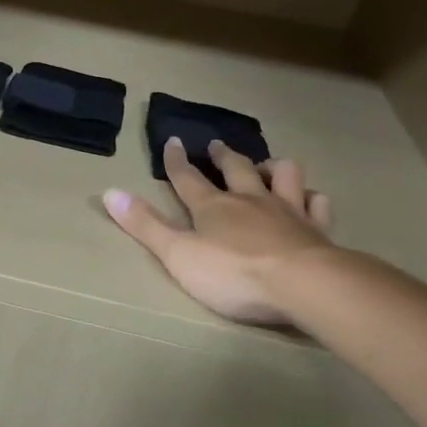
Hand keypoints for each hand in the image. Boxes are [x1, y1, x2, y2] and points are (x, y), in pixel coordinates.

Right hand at [103, 138, 337, 325]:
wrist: (303, 285)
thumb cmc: (233, 274)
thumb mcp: (177, 254)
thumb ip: (145, 225)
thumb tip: (109, 192)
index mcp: (213, 207)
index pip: (188, 178)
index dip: (177, 161)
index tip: (173, 141)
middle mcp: (250, 201)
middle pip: (236, 169)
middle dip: (224, 156)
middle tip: (218, 146)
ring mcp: (288, 211)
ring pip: (283, 175)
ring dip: (272, 167)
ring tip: (265, 166)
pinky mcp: (317, 230)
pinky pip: (317, 204)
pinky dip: (312, 197)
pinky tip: (310, 199)